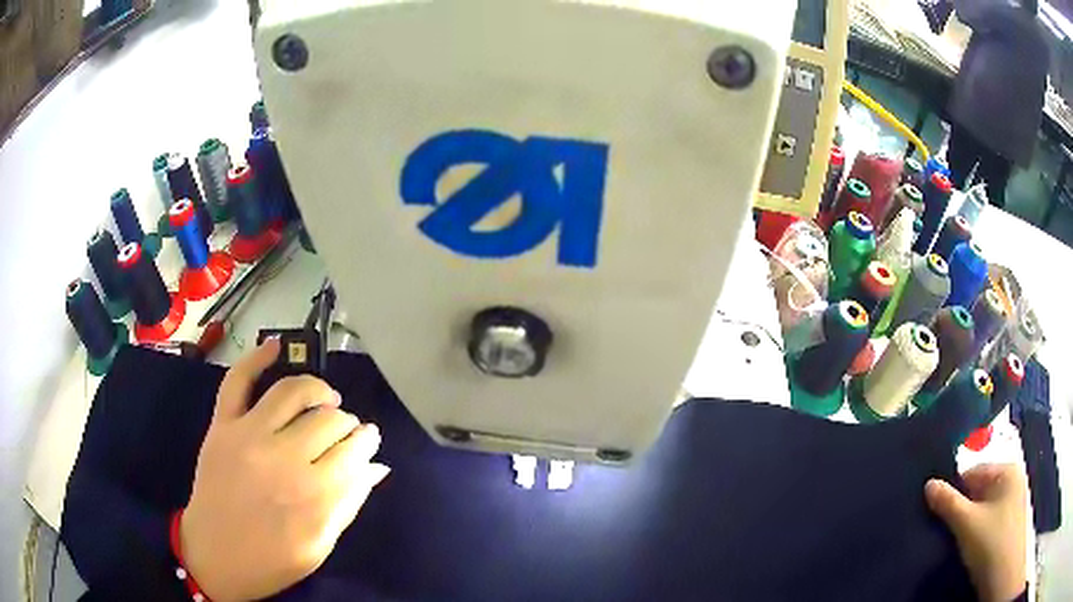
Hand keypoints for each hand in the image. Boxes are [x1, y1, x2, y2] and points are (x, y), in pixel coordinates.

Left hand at [180, 338, 390, 600]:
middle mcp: (283, 459)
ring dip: (318, 390)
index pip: (354, 452)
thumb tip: (377, 467)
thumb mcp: (320, 545)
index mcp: (313, 496)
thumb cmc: (272, 561)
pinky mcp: (222, 426)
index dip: (367, 442)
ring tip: (327, 399)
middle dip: (347, 423)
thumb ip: (349, 504)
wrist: (214, 557)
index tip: (370, 440)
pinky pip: (238, 381)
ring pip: (292, 392)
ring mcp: (248, 436)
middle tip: (348, 430)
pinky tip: (277, 346)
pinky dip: (256, 357)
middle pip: (329, 421)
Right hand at [925, 464, 1027, 601]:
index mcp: (1006, 470)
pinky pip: (989, 519)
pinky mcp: (1009, 523)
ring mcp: (1013, 501)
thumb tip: (928, 484)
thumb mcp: (967, 523)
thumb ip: (948, 502)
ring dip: (968, 521)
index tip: (937, 512)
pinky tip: (970, 545)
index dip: (954, 491)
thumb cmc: (990, 542)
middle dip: (962, 507)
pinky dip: (977, 530)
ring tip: (956, 539)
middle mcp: (1012, 480)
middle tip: (946, 528)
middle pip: (979, 490)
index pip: (973, 472)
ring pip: (983, 507)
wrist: (1003, 574)